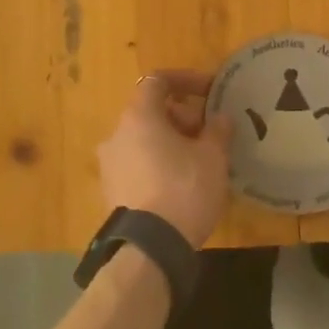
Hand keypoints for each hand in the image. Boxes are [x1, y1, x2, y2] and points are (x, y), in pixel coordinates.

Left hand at [97, 71, 234, 248]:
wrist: (149, 248)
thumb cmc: (184, 189)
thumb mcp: (213, 157)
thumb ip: (217, 130)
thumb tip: (219, 118)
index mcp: (139, 117)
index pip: (158, 81)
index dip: (187, 80)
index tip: (211, 92)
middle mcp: (117, 134)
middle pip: (150, 111)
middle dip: (183, 116)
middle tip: (209, 135)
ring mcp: (109, 164)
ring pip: (144, 139)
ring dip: (171, 141)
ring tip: (200, 161)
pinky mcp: (111, 191)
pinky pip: (138, 164)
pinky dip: (158, 163)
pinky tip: (181, 183)